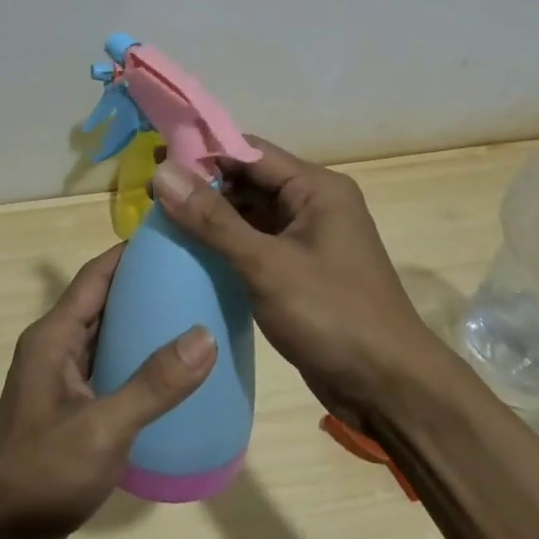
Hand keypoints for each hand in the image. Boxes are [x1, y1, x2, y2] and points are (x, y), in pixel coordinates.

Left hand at [0, 244, 217, 538]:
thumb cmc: (42, 475)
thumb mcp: (103, 429)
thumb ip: (153, 384)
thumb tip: (205, 335)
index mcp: (53, 338)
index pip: (95, 275)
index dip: (131, 252)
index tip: (174, 236)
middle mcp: (54, 349)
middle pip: (102, 301)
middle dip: (144, 285)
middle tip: (195, 275)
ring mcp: (60, 382)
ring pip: (106, 337)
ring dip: (141, 324)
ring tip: (193, 316)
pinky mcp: (69, 412)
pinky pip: (108, 369)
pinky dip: (136, 361)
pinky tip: (171, 375)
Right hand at [148, 138, 439, 416]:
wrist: (389, 387)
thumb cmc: (332, 315)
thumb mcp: (267, 265)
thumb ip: (213, 220)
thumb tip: (162, 173)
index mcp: (316, 187)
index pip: (249, 151)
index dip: (202, 152)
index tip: (154, 160)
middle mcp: (313, 204)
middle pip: (249, 180)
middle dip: (203, 185)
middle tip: (150, 195)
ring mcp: (308, 238)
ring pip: (251, 213)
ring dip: (212, 216)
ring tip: (161, 221)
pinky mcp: (301, 269)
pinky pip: (257, 243)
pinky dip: (226, 245)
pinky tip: (191, 254)